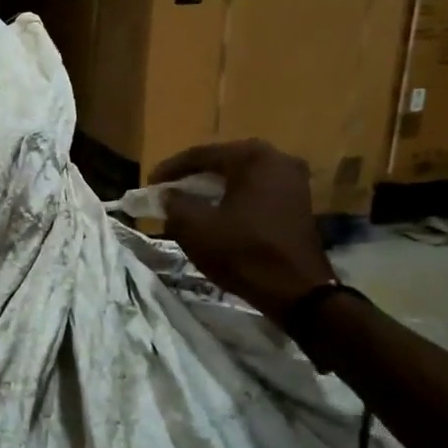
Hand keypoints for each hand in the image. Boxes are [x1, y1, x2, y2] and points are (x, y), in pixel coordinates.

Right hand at [150, 140, 334, 318]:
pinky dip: (233, 200)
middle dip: (193, 178)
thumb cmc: (243, 252)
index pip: (201, 154)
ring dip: (213, 190)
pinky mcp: (298, 203)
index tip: (149, 184)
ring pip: (240, 178)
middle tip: (168, 192)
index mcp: (253, 157)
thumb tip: (169, 195)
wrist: (298, 292)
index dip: (171, 169)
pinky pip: (256, 192)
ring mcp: (293, 181)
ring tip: (188, 204)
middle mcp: (277, 160)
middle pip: (223, 163)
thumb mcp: (195, 228)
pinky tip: (216, 215)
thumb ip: (175, 204)